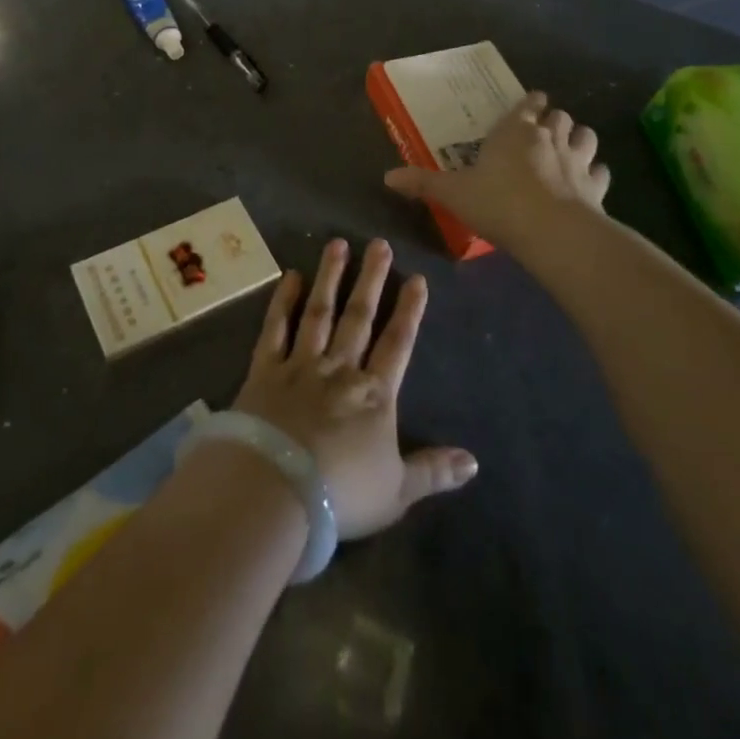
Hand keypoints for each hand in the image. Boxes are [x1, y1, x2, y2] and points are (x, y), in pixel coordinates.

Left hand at [234, 239, 476, 539]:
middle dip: (372, 279)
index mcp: (374, 395)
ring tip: (337, 244)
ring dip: (330, 277)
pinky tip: (290, 277)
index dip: (409, 312)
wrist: (276, 489)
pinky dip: (282, 302)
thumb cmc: (342, 494)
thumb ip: (434, 471)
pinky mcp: (265, 370)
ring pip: (319, 312)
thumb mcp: (398, 491)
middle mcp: (339, 369)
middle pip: (359, 317)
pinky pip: (275, 328)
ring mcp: (300, 364)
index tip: (417, 278)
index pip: (398, 344)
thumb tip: (474, 461)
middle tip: (379, 244)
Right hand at [384, 92, 608, 254]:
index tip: (530, 103)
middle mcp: (549, 137)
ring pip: (586, 136)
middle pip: (559, 116)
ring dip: (579, 138)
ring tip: (570, 148)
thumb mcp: (453, 193)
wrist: (552, 231)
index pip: (527, 104)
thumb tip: (387, 177)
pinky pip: (601, 172)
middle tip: (543, 131)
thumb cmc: (498, 202)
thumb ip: (423, 183)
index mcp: (515, 130)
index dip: (529, 103)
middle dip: (553, 120)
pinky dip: (595, 173)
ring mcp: (577, 160)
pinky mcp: (596, 187)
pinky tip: (588, 182)